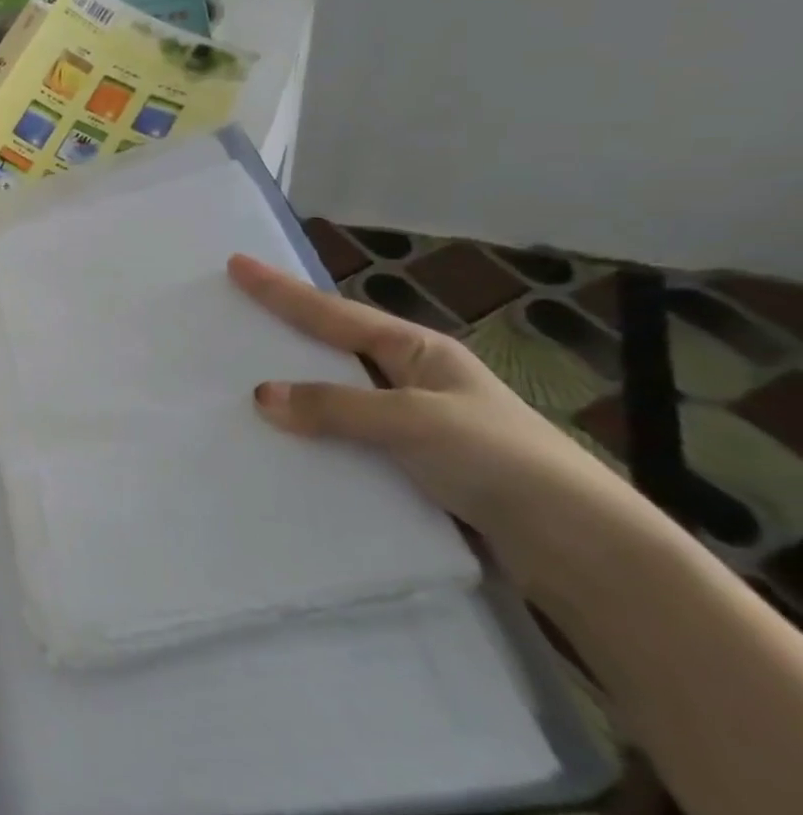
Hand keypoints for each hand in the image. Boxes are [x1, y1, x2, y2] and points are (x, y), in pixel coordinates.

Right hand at [226, 253, 640, 556]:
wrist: (580, 550)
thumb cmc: (502, 462)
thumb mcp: (416, 422)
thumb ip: (337, 406)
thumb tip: (261, 395)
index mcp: (420, 352)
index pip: (333, 314)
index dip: (282, 290)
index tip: (237, 264)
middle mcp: (412, 381)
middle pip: (332, 348)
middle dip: (284, 330)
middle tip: (234, 313)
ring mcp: (411, 426)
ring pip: (334, 398)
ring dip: (292, 391)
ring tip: (239, 381)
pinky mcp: (408, 470)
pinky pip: (342, 441)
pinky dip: (309, 437)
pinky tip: (280, 445)